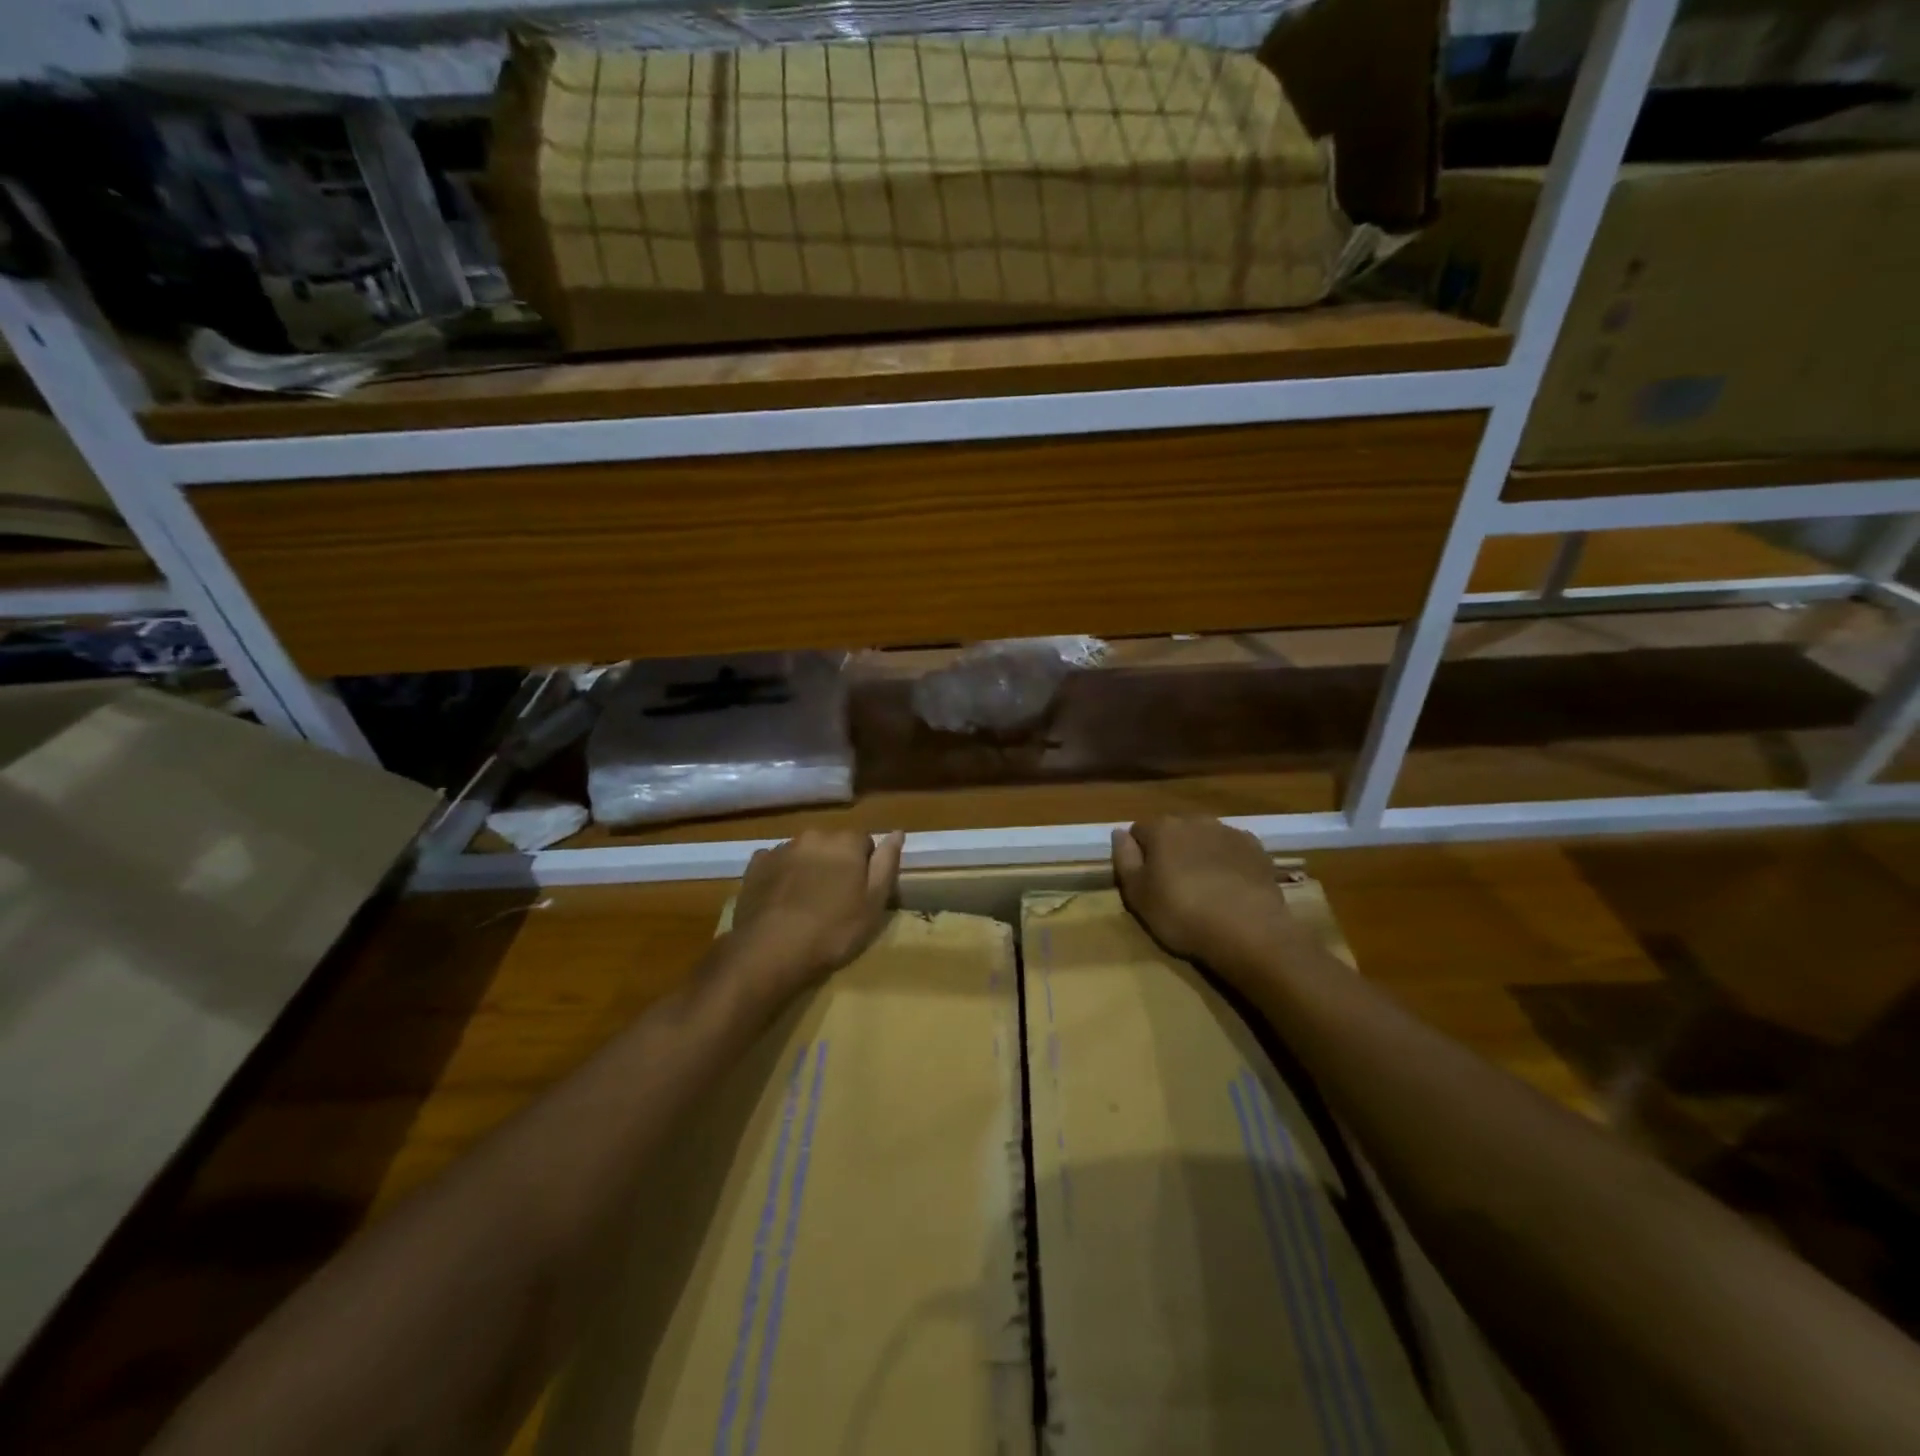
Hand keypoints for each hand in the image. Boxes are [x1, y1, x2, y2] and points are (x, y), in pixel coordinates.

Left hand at [729, 829, 904, 995]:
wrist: (771, 950)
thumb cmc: (833, 930)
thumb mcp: (874, 903)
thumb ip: (887, 863)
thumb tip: (897, 833)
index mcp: (846, 842)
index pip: (865, 842)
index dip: (865, 867)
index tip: (861, 893)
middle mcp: (814, 836)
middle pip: (833, 845)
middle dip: (836, 864)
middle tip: (835, 900)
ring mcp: (782, 849)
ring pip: (804, 853)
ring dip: (808, 869)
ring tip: (806, 903)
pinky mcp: (756, 865)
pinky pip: (776, 863)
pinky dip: (781, 875)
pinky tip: (781, 901)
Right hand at [1112, 816, 1292, 969]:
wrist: (1249, 930)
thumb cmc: (1182, 914)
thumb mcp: (1137, 894)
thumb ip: (1124, 858)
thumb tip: (1119, 832)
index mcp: (1161, 828)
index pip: (1138, 831)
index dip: (1138, 854)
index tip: (1144, 880)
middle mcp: (1194, 820)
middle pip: (1173, 830)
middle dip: (1170, 850)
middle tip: (1173, 885)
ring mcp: (1228, 832)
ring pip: (1203, 837)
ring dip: (1199, 853)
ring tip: (1204, 886)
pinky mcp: (1256, 849)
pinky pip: (1232, 849)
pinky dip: (1227, 861)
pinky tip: (1230, 886)